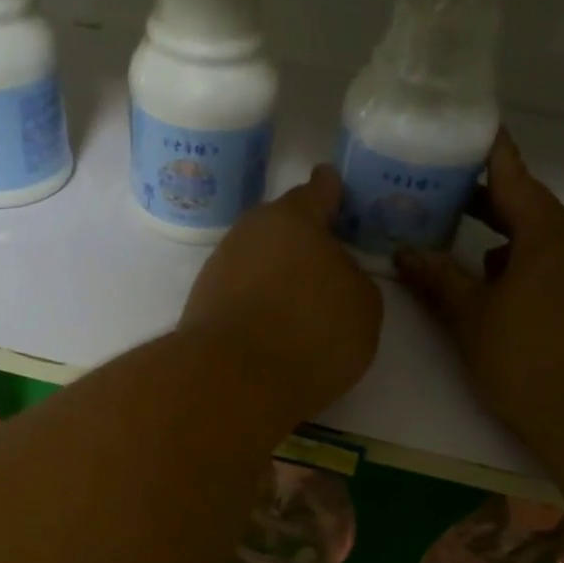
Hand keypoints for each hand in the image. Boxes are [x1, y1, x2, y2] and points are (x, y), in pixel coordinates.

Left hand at [181, 166, 383, 419]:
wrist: (233, 379)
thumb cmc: (312, 331)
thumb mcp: (362, 306)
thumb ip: (352, 278)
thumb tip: (333, 275)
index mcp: (294, 218)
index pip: (317, 191)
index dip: (329, 190)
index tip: (331, 183)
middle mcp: (250, 232)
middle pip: (281, 229)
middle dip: (301, 242)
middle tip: (324, 264)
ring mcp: (220, 267)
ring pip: (258, 261)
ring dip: (276, 276)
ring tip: (299, 308)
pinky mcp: (201, 304)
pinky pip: (241, 294)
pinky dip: (257, 305)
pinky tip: (272, 330)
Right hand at [395, 130, 563, 437]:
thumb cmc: (528, 361)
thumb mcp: (471, 320)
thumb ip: (438, 280)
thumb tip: (404, 252)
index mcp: (549, 233)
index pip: (514, 177)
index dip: (489, 153)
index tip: (470, 130)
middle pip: (534, 209)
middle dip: (493, 206)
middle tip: (451, 202)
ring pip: (554, 243)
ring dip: (516, 244)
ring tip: (478, 264)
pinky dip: (542, 270)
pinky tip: (519, 301)